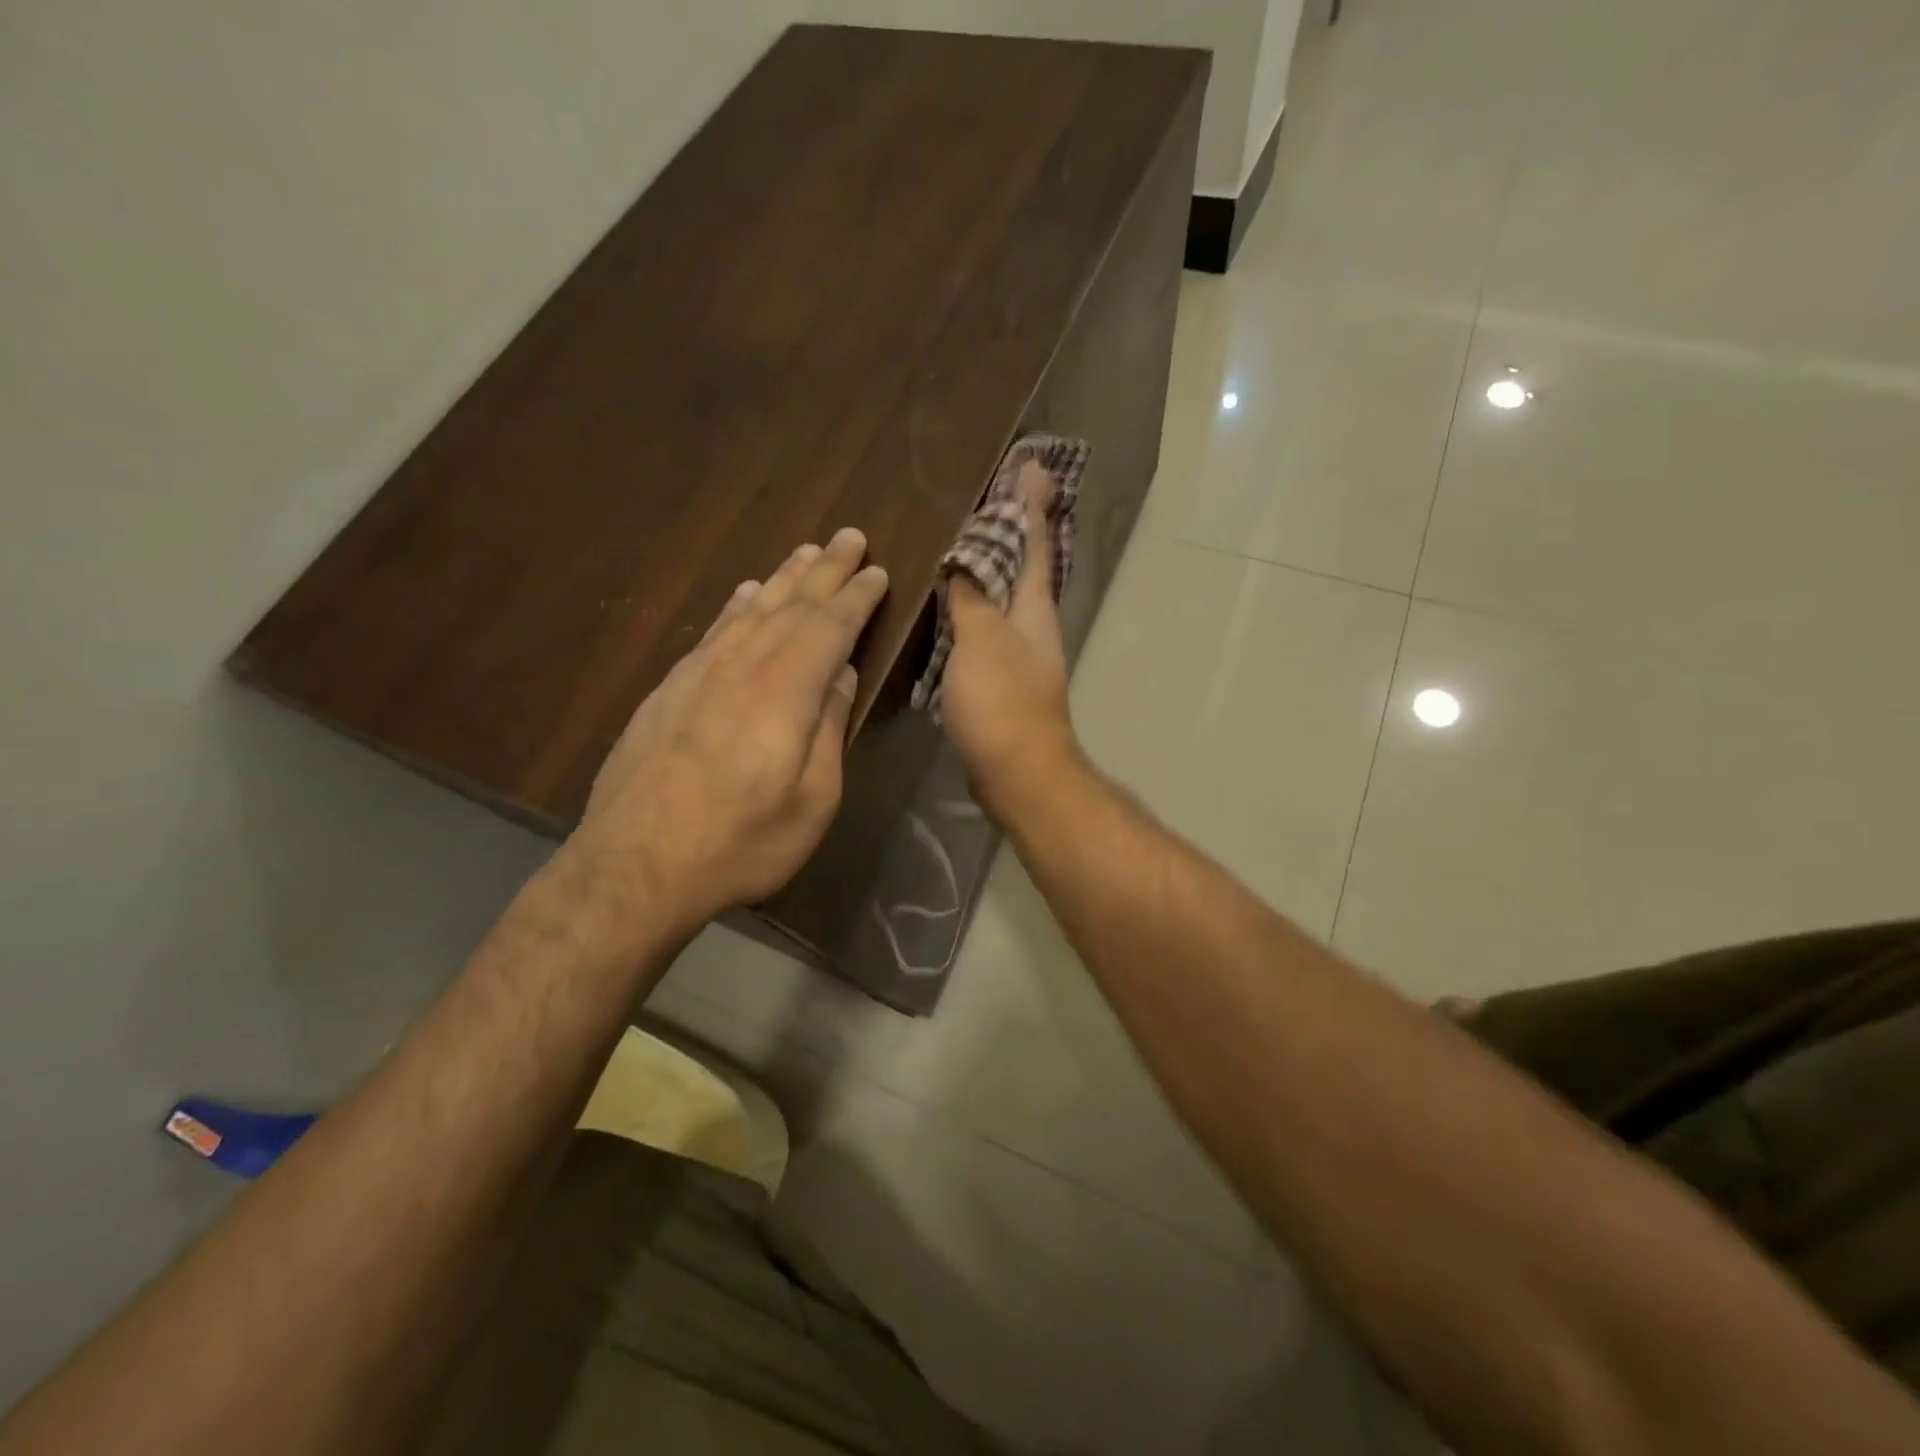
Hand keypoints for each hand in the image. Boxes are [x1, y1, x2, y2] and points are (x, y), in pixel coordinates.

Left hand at [568, 528, 887, 930]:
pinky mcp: (670, 690)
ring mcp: (699, 674)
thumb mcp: (812, 799)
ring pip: (750, 610)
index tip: (877, 570)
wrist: (636, 865)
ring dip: (782, 578)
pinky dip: (737, 606)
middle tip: (849, 537)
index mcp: (785, 691)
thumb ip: (828, 728)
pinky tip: (745, 594)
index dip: (856, 596)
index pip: (829, 626)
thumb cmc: (741, 841)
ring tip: (804, 552)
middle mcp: (742, 667)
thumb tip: (840, 673)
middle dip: (824, 569)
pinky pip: (714, 630)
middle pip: (790, 604)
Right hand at [940, 466, 1079, 817]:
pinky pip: (984, 632)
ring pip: (1002, 600)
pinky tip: (947, 608)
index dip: (1030, 506)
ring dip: (987, 570)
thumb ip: (973, 597)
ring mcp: (1017, 656)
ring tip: (959, 544)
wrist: (1016, 774)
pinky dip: (970, 610)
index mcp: (1034, 609)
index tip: (1031, 467)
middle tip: (991, 496)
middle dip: (1010, 532)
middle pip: (1022, 569)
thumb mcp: (983, 640)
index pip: (1034, 544)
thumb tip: (964, 561)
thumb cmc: (1002, 702)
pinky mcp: (999, 683)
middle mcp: (1032, 627)